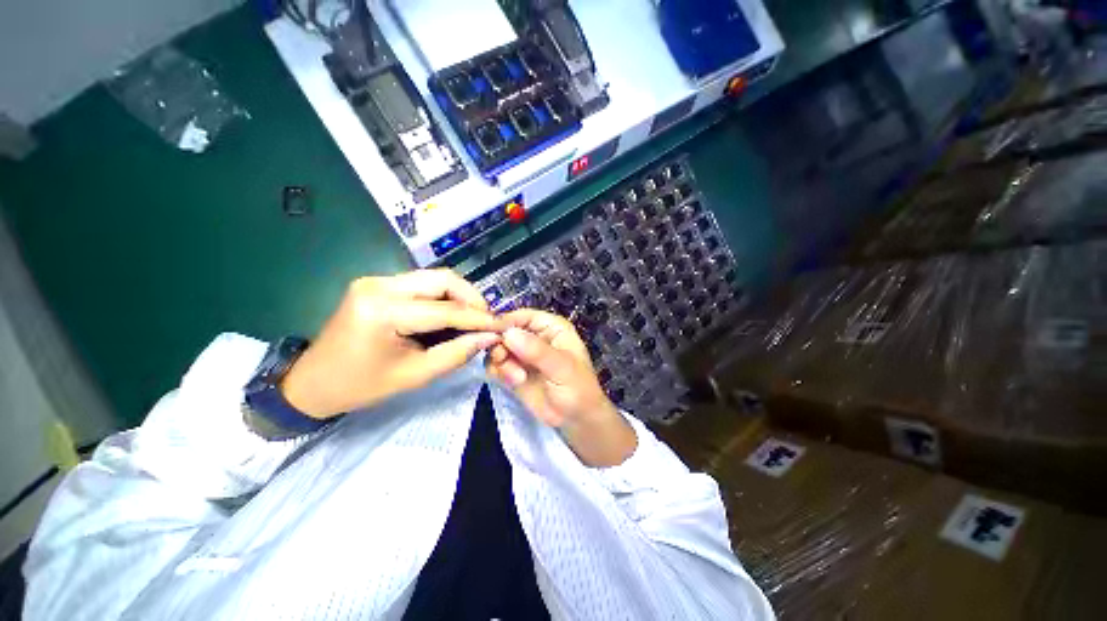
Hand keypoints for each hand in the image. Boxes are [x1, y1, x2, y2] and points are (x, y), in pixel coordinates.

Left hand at [281, 270, 503, 419]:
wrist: (311, 382)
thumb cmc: (360, 386)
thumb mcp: (414, 375)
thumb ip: (456, 353)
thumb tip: (489, 337)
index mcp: (383, 311)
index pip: (446, 309)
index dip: (479, 318)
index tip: (502, 326)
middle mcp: (379, 285)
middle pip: (443, 279)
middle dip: (472, 299)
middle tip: (487, 320)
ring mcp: (377, 280)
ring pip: (435, 278)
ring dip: (460, 296)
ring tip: (473, 318)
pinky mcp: (378, 283)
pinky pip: (423, 284)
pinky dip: (443, 297)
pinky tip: (451, 314)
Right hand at [487, 310, 636, 466]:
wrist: (576, 419)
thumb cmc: (578, 389)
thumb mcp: (562, 368)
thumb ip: (537, 351)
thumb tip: (509, 334)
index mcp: (552, 328)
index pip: (524, 316)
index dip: (507, 321)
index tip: (492, 333)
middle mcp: (536, 337)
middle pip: (507, 330)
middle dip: (501, 344)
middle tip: (503, 360)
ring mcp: (523, 354)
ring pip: (499, 347)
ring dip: (502, 361)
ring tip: (517, 377)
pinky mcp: (514, 370)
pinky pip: (496, 364)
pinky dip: (498, 371)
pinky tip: (513, 382)